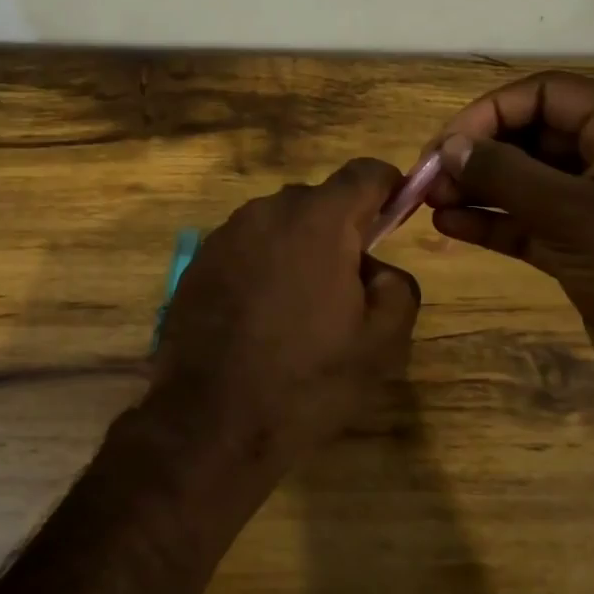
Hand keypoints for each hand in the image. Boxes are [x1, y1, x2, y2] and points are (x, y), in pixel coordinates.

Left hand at [149, 159, 420, 473]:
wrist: (211, 420)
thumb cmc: (306, 380)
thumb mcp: (380, 343)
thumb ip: (396, 286)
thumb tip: (374, 267)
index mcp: (318, 220)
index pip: (365, 173)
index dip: (388, 187)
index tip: (395, 214)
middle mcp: (267, 211)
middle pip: (318, 200)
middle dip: (339, 229)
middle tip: (347, 284)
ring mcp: (225, 234)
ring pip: (278, 225)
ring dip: (296, 248)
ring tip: (298, 307)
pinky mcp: (197, 262)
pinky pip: (244, 248)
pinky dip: (261, 266)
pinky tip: (258, 316)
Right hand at [424, 71, 593, 420]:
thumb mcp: (573, 216)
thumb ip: (506, 175)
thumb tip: (450, 147)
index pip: (548, 94)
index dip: (492, 111)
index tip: (448, 143)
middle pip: (533, 135)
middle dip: (479, 152)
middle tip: (430, 176)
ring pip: (527, 181)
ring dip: (478, 187)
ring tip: (430, 201)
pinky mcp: (584, 248)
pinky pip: (529, 222)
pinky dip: (492, 221)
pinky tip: (449, 227)